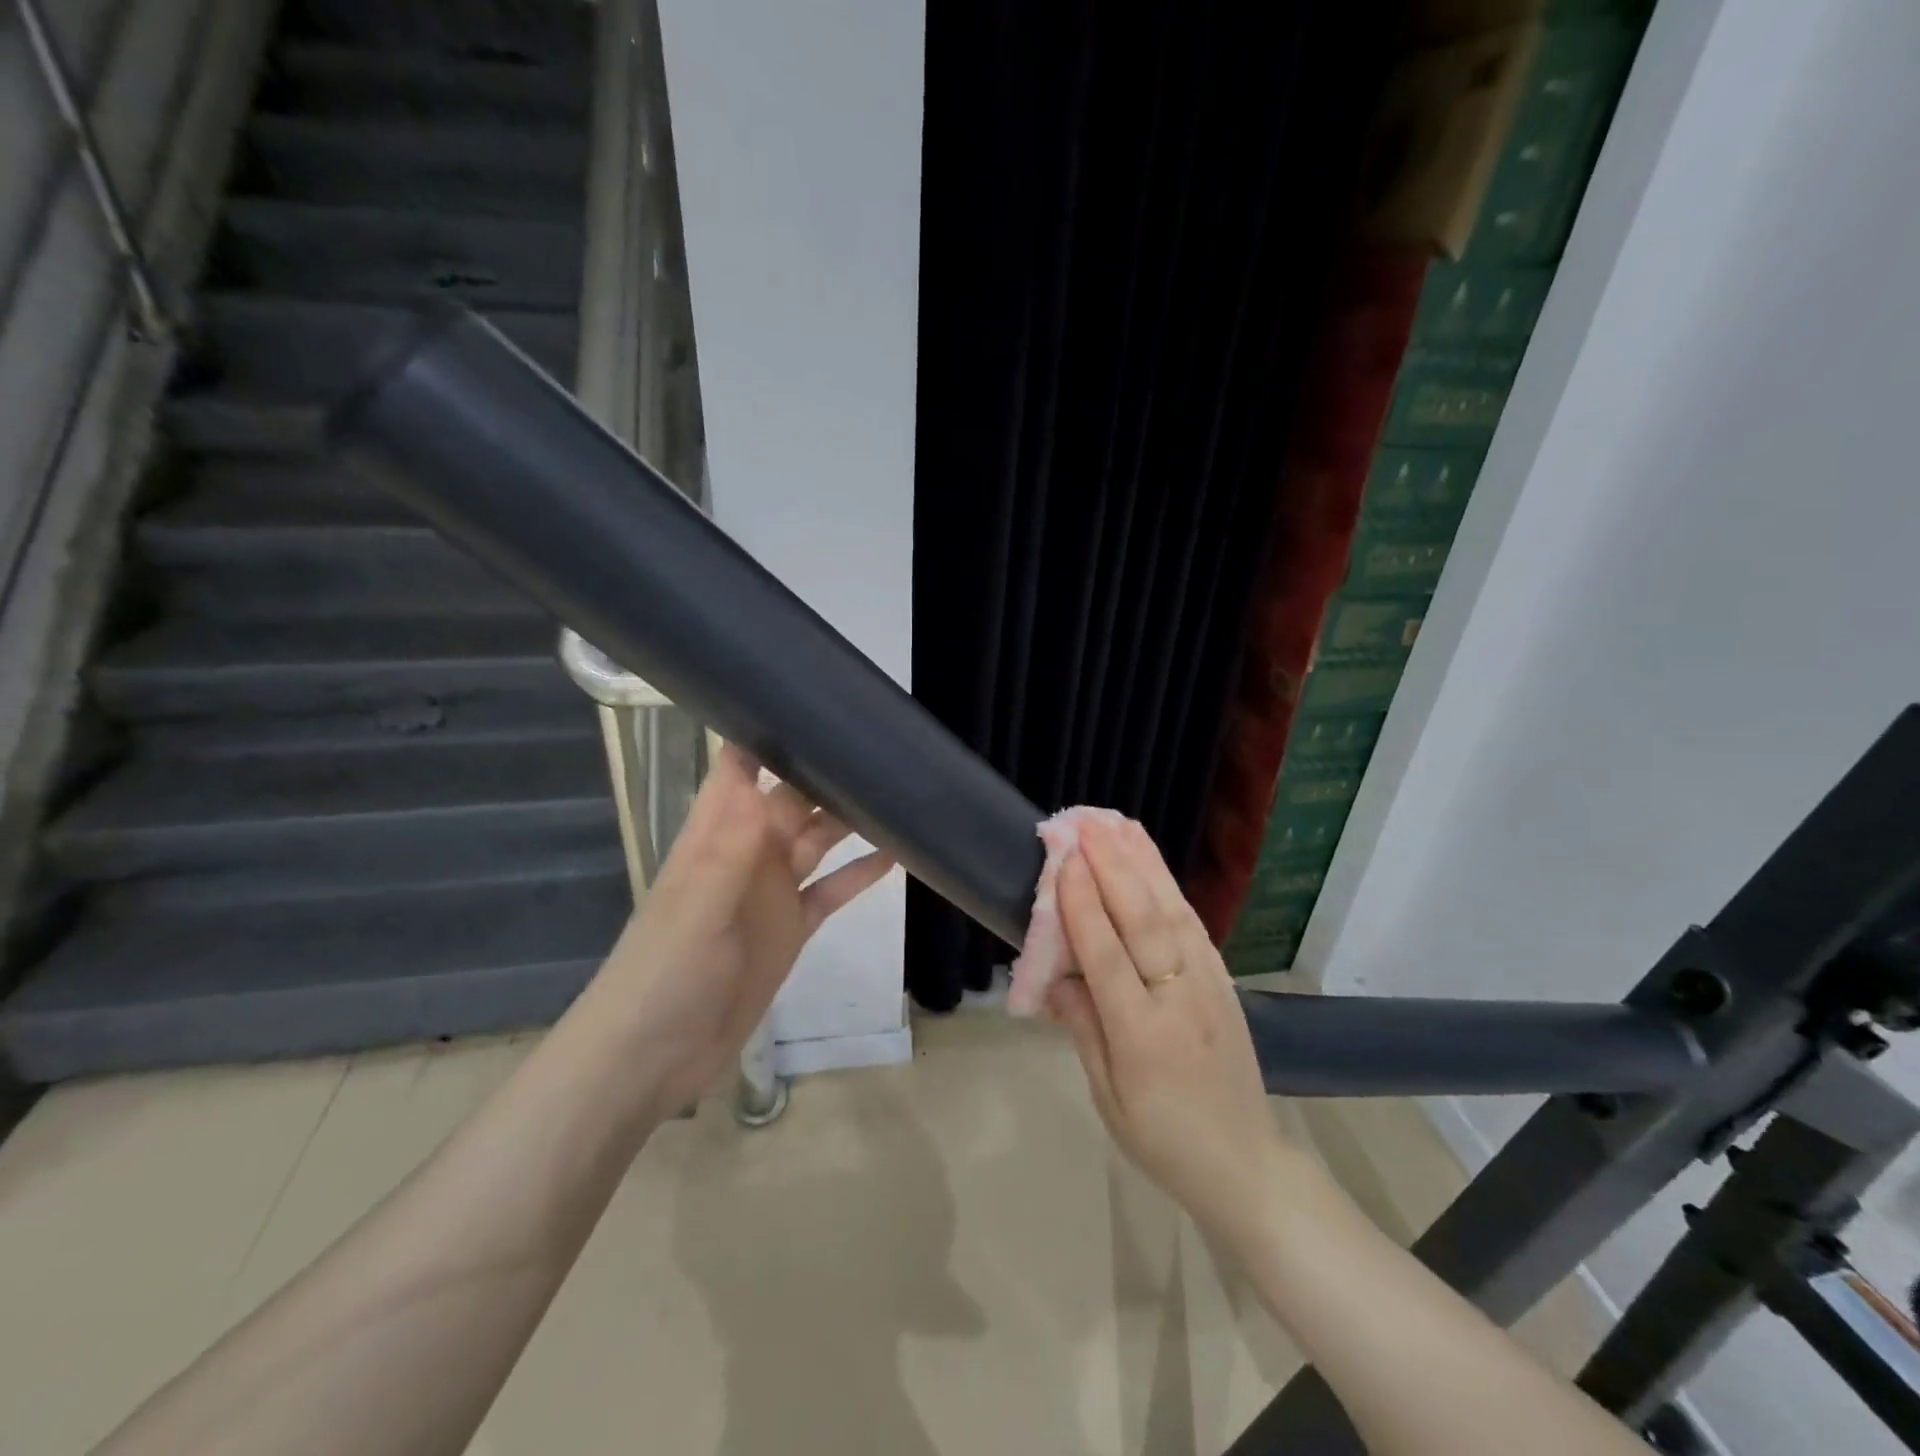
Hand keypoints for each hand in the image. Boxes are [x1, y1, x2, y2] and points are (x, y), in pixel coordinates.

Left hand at [592, 743, 891, 1114]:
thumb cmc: (665, 973)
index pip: (739, 766)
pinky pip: (831, 890)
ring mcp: (771, 890)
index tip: (815, 701)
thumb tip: (763, 776)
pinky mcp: (792, 926)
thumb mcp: (698, 907)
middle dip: (826, 769)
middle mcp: (747, 852)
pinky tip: (896, 854)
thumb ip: (732, 847)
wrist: (654, 1057)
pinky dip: (859, 873)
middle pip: (790, 796)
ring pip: (817, 838)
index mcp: (717, 834)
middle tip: (880, 743)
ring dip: (850, 817)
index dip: (768, 730)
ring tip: (898, 790)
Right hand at [1046, 819, 1292, 1235]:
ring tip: (1118, 825)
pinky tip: (1151, 862)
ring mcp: (1209, 985)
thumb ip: (1082, 1028)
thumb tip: (1057, 974)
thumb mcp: (1107, 1096)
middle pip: (1145, 922)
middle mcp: (1180, 999)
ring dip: (1144, 864)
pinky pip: (1192, 924)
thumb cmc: (1162, 1139)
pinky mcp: (1223, 979)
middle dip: (1114, 867)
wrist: (1244, 1164)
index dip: (1085, 906)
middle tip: (1087, 825)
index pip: (1109, 957)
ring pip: (1173, 912)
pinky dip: (1169, 886)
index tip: (1066, 860)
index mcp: (1144, 1037)